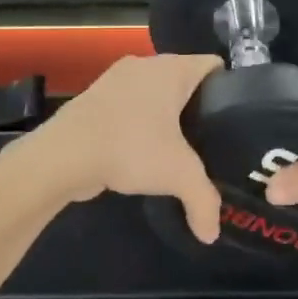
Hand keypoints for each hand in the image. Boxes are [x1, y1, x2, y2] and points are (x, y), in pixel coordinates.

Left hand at [15, 54, 222, 239]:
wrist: (62, 155)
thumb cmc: (130, 149)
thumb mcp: (178, 176)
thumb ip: (204, 202)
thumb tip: (212, 234)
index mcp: (172, 68)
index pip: (213, 65)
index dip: (230, 88)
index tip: (235, 118)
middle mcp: (146, 63)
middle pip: (185, 78)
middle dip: (198, 105)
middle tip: (212, 139)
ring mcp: (116, 78)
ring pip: (155, 91)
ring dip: (166, 114)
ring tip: (179, 147)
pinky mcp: (95, 97)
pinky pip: (130, 104)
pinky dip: (139, 122)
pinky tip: (143, 150)